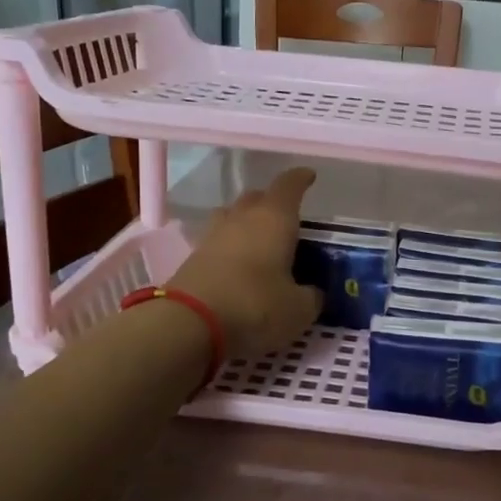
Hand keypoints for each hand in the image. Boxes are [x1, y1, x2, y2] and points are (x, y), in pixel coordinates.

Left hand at [172, 167, 322, 357]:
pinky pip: (217, 242)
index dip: (301, 179)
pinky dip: (230, 247)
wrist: (189, 324)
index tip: (309, 176)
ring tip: (260, 239)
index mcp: (274, 219)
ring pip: (233, 216)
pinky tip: (238, 265)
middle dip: (272, 202)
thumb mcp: (298, 310)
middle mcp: (242, 218)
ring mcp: (213, 236)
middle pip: (257, 197)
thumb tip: (312, 293)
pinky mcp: (193, 257)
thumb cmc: (255, 306)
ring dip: (247, 222)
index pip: (290, 186)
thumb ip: (311, 297)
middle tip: (286, 218)